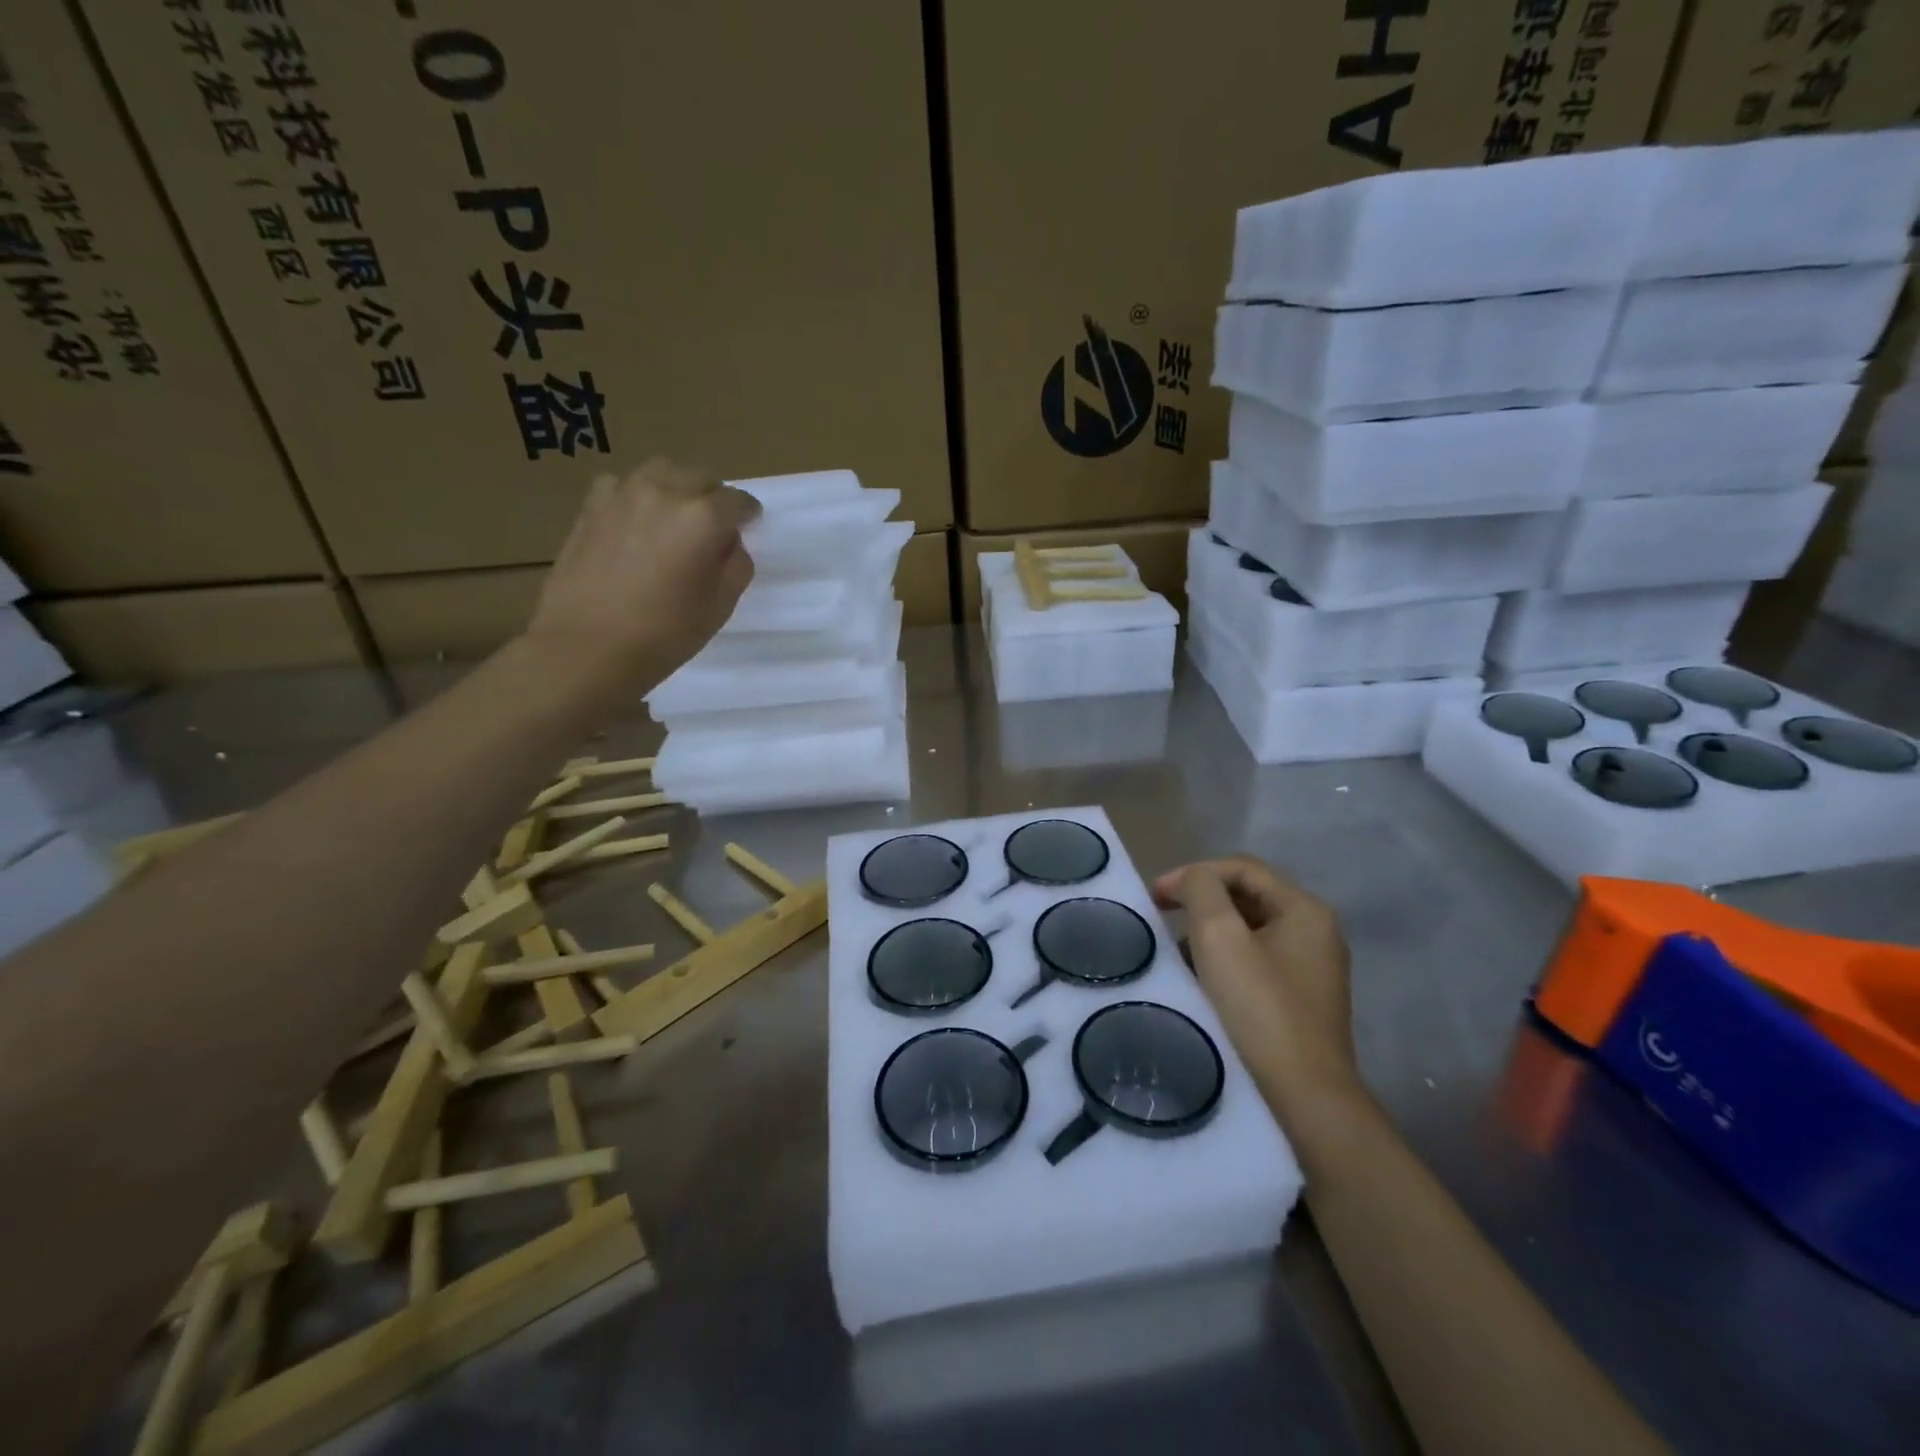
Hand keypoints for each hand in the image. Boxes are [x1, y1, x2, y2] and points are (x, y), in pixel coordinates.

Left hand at [525, 458, 760, 685]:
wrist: (586, 647)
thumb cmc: (664, 634)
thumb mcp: (720, 606)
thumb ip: (736, 566)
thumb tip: (729, 544)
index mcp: (704, 518)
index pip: (738, 501)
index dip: (747, 515)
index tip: (748, 527)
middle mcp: (665, 493)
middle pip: (700, 477)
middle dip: (713, 497)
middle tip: (713, 528)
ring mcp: (623, 495)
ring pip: (661, 471)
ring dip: (676, 488)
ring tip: (674, 518)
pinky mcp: (591, 507)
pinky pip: (622, 485)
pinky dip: (637, 495)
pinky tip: (635, 523)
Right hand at [1152, 856, 1364, 1135]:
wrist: (1304, 1103)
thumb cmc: (1258, 1010)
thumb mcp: (1219, 936)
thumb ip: (1201, 889)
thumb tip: (1191, 881)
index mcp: (1305, 910)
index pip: (1242, 868)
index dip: (1194, 874)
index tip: (1155, 898)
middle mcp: (1316, 935)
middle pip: (1246, 898)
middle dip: (1200, 904)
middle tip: (1161, 921)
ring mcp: (1311, 972)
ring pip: (1248, 933)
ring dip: (1208, 936)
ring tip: (1176, 956)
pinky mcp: (1300, 1005)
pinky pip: (1254, 966)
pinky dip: (1223, 965)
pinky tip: (1200, 986)